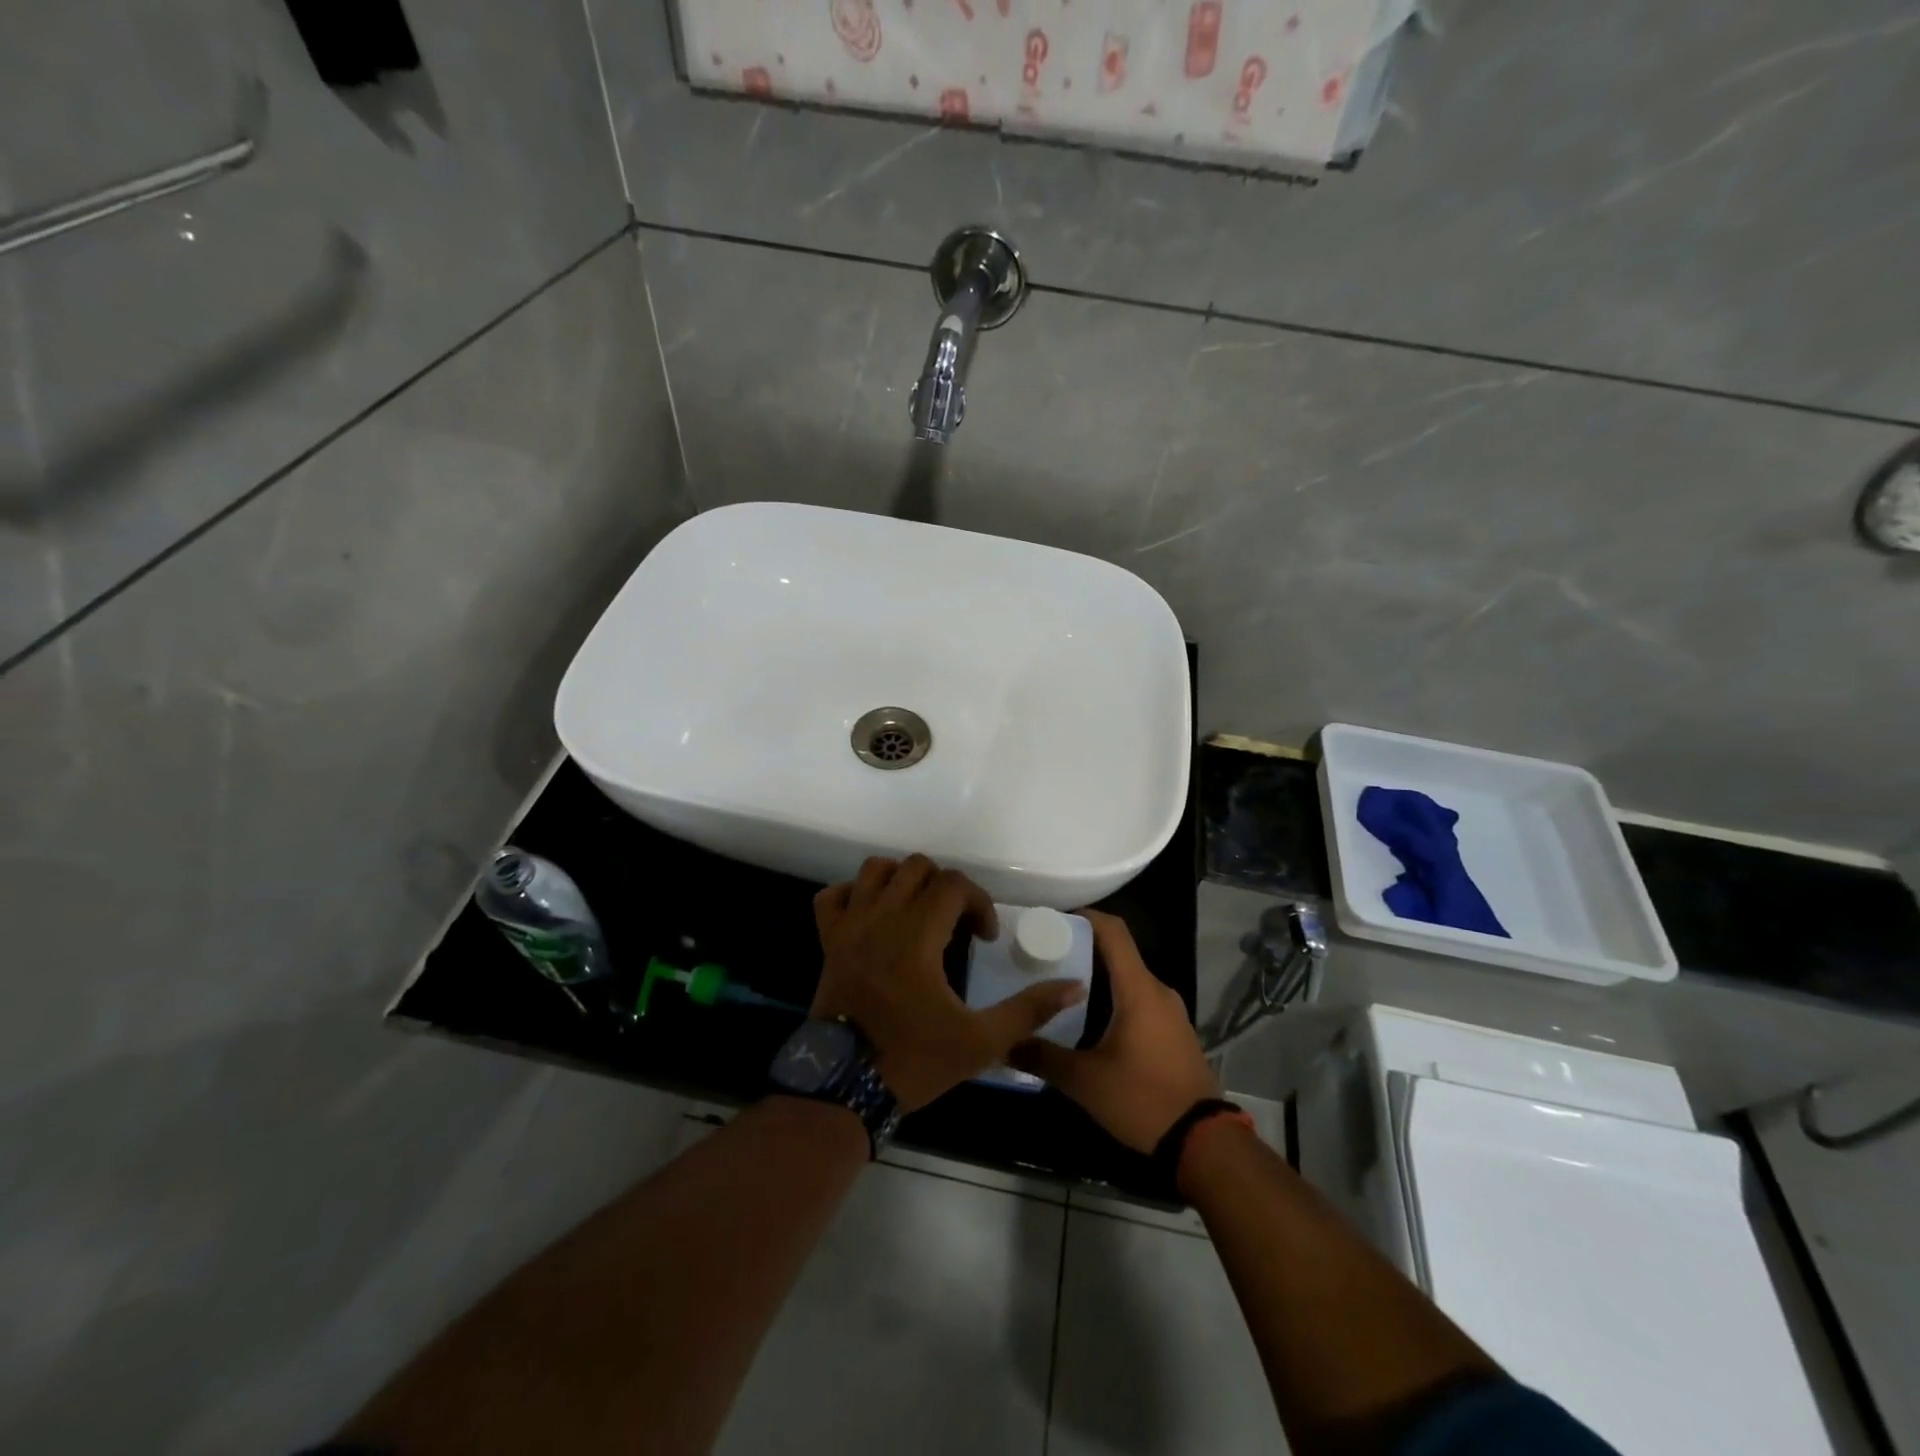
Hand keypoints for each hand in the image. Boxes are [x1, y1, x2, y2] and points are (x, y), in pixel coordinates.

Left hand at [811, 855, 1088, 1112]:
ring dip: (902, 881)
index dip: (979, 902)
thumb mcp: (981, 1041)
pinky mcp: (827, 940)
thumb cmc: (914, 1060)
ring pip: (875, 870)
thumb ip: (1029, 1010)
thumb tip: (1074, 987)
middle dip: (945, 887)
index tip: (984, 938)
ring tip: (918, 912)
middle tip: (955, 923)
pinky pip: (833, 895)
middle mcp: (882, 918)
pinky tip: (873, 917)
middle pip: (917, 867)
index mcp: (918, 935)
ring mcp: (849, 926)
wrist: (845, 1088)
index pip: (953, 884)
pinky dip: (854, 895)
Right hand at [1008, 909, 1219, 1152]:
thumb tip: (1005, 1043)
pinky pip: (1140, 1000)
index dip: (1084, 917)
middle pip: (1118, 953)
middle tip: (1044, 958)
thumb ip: (1042, 1056)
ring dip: (1097, 978)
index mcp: (1138, 989)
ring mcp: (1170, 1012)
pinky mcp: (1174, 1032)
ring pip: (1129, 979)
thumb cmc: (1143, 1099)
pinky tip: (1089, 1020)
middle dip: (1082, 950)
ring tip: (1059, 988)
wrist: (1204, 1143)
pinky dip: (1114, 998)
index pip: (1113, 931)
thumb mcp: (1085, 1081)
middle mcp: (1158, 990)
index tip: (1052, 920)